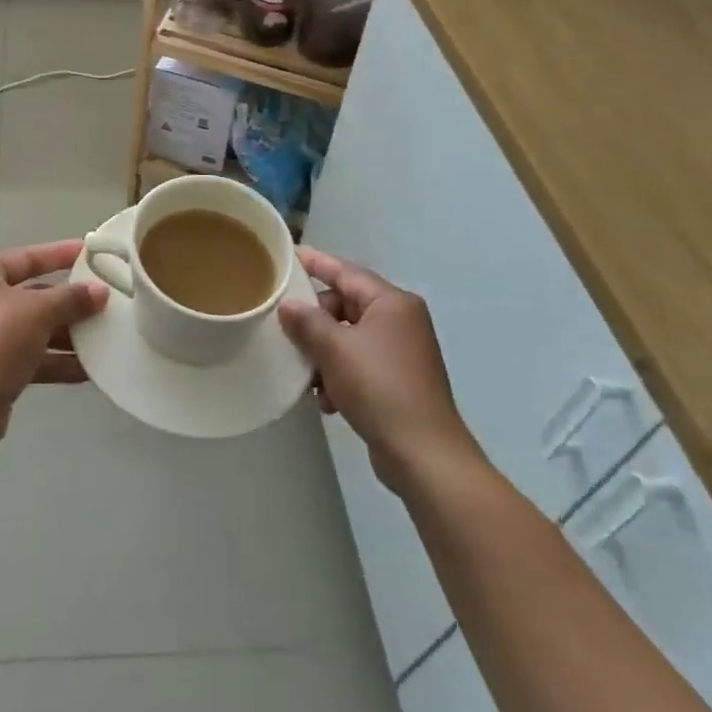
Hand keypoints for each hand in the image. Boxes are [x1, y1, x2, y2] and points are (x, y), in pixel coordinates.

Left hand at [0, 240, 108, 434]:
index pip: (23, 258)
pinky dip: (54, 360)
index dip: (57, 254)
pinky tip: (87, 369)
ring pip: (31, 329)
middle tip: (101, 298)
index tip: (88, 252)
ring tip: (102, 335)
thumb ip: (71, 299)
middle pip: (29, 295)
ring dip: (65, 334)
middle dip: (66, 301)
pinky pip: (28, 357)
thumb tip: (101, 291)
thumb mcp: (38, 312)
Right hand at [280, 249, 482, 494]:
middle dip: (315, 320)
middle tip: (287, 330)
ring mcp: (403, 352)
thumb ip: (307, 321)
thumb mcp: (334, 349)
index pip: (346, 271)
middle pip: (346, 305)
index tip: (288, 256)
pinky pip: (360, 363)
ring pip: (350, 337)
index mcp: (392, 302)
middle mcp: (401, 320)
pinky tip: (325, 399)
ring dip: (324, 352)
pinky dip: (340, 374)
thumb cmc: (379, 387)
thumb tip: (288, 305)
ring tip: (305, 373)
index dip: (315, 263)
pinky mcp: (400, 381)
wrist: (424, 455)